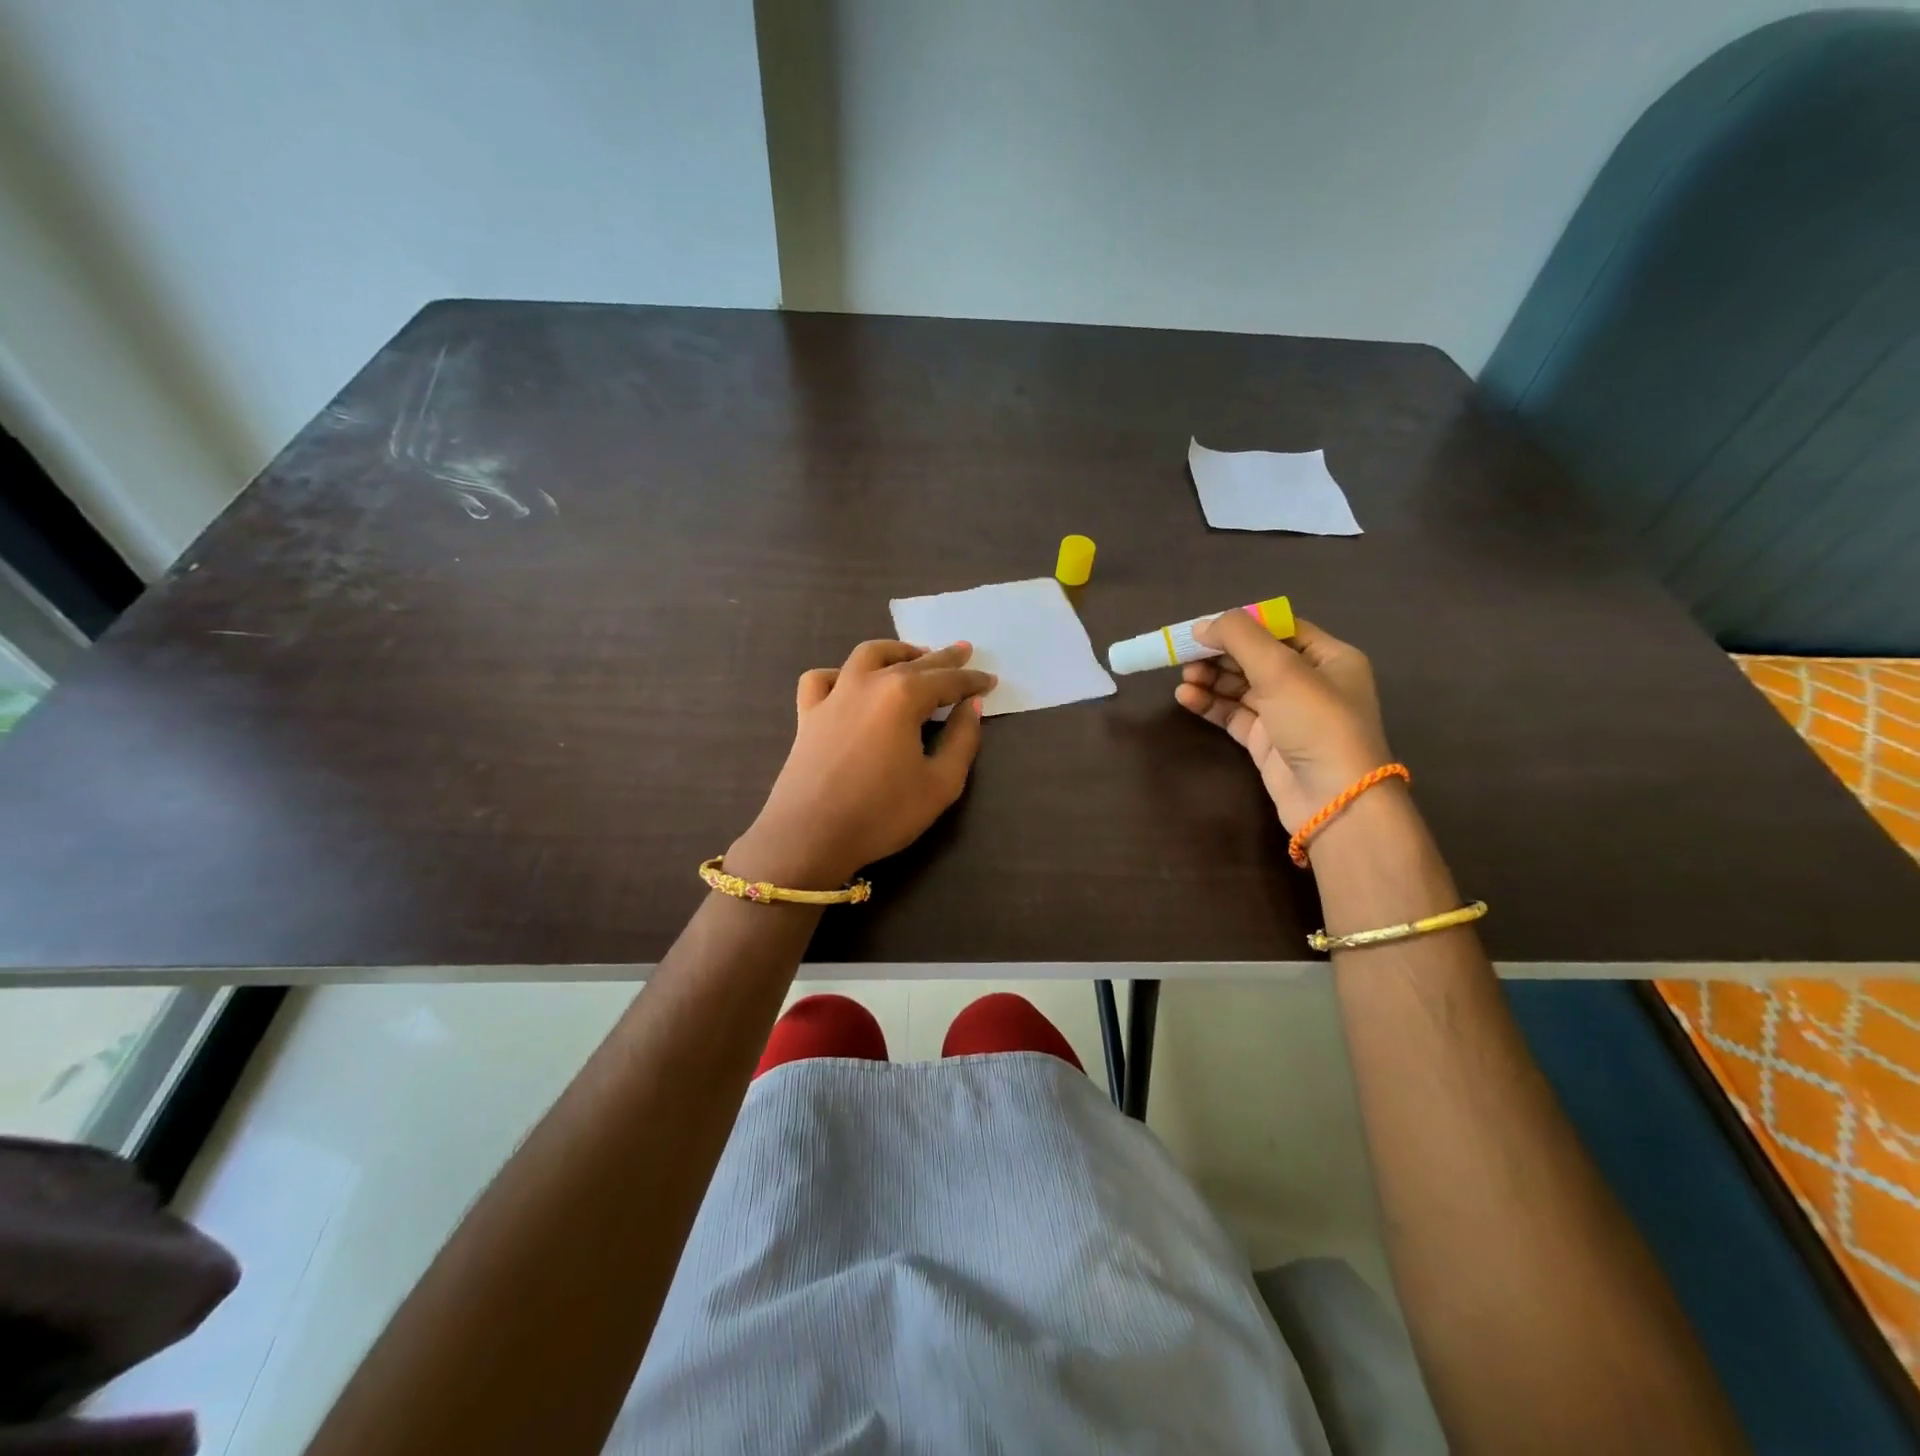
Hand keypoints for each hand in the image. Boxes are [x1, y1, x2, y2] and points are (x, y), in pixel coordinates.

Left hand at [728, 641, 996, 888]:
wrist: (809, 837)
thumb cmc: (882, 813)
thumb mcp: (941, 784)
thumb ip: (962, 740)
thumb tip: (972, 706)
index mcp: (904, 696)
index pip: (948, 680)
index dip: (972, 680)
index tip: (991, 680)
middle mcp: (868, 683)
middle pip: (912, 661)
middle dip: (942, 657)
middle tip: (964, 651)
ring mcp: (833, 695)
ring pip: (866, 656)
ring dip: (895, 651)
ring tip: (913, 655)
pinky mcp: (807, 714)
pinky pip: (822, 679)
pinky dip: (840, 674)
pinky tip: (850, 684)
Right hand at [1175, 614, 1392, 831]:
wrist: (1332, 799)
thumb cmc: (1316, 723)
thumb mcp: (1281, 670)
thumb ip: (1241, 638)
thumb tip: (1202, 625)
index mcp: (1330, 657)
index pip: (1280, 629)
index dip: (1242, 625)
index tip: (1204, 627)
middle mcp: (1311, 683)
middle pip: (1257, 657)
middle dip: (1221, 654)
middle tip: (1185, 654)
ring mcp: (1287, 714)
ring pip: (1242, 686)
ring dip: (1212, 679)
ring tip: (1184, 677)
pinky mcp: (1267, 741)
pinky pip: (1234, 714)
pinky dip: (1210, 704)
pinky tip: (1186, 697)